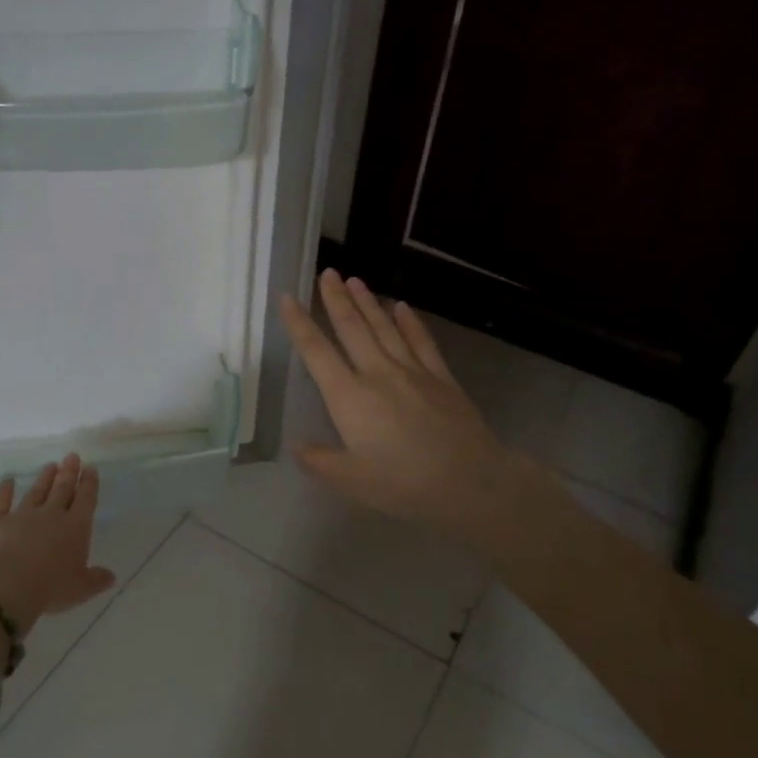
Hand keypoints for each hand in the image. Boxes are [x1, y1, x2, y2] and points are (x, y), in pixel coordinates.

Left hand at [0, 455, 116, 633]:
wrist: (6, 586)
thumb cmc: (50, 588)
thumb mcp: (81, 589)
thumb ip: (97, 579)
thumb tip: (111, 576)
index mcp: (75, 527)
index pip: (86, 500)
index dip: (89, 484)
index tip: (90, 468)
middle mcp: (51, 515)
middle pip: (62, 489)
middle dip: (69, 472)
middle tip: (72, 456)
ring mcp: (23, 515)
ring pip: (36, 492)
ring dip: (44, 478)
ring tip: (50, 465)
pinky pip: (1, 502)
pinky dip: (4, 490)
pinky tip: (7, 480)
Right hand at [279, 270, 558, 538]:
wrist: (470, 482)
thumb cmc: (403, 484)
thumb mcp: (351, 481)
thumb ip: (320, 461)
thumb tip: (297, 446)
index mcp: (349, 397)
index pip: (317, 352)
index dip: (299, 323)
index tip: (288, 297)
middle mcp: (377, 373)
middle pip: (352, 328)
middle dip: (336, 299)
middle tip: (327, 273)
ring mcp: (412, 371)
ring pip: (384, 327)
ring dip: (368, 302)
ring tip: (354, 280)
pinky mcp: (441, 377)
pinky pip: (421, 341)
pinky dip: (410, 322)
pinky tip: (402, 307)